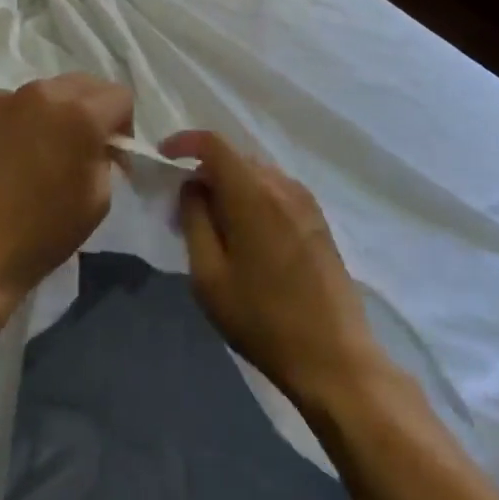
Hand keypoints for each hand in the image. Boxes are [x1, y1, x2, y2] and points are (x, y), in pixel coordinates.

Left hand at [0, 74, 131, 307]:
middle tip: (83, 147)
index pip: (120, 95)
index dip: (123, 124)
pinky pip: (13, 104)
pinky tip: (11, 155)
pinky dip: (23, 120)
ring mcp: (6, 98)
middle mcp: (45, 94)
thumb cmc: (40, 234)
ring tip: (42, 150)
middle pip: (85, 83)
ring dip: (56, 112)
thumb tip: (99, 146)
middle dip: (93, 109)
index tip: (112, 153)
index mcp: (81, 114)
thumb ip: (105, 159)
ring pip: (47, 91)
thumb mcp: (97, 201)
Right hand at [163, 130, 379, 408]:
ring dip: (230, 188)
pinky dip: (253, 199)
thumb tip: (192, 186)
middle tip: (185, 211)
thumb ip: (194, 220)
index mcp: (253, 193)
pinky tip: (248, 239)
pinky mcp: (318, 219)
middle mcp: (281, 185)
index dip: (185, 142)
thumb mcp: (209, 276)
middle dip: (205, 174)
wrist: (334, 357)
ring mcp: (305, 200)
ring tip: (216, 229)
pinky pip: (275, 191)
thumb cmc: (263, 320)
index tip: (164, 156)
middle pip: (234, 158)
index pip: (214, 143)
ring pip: (255, 175)